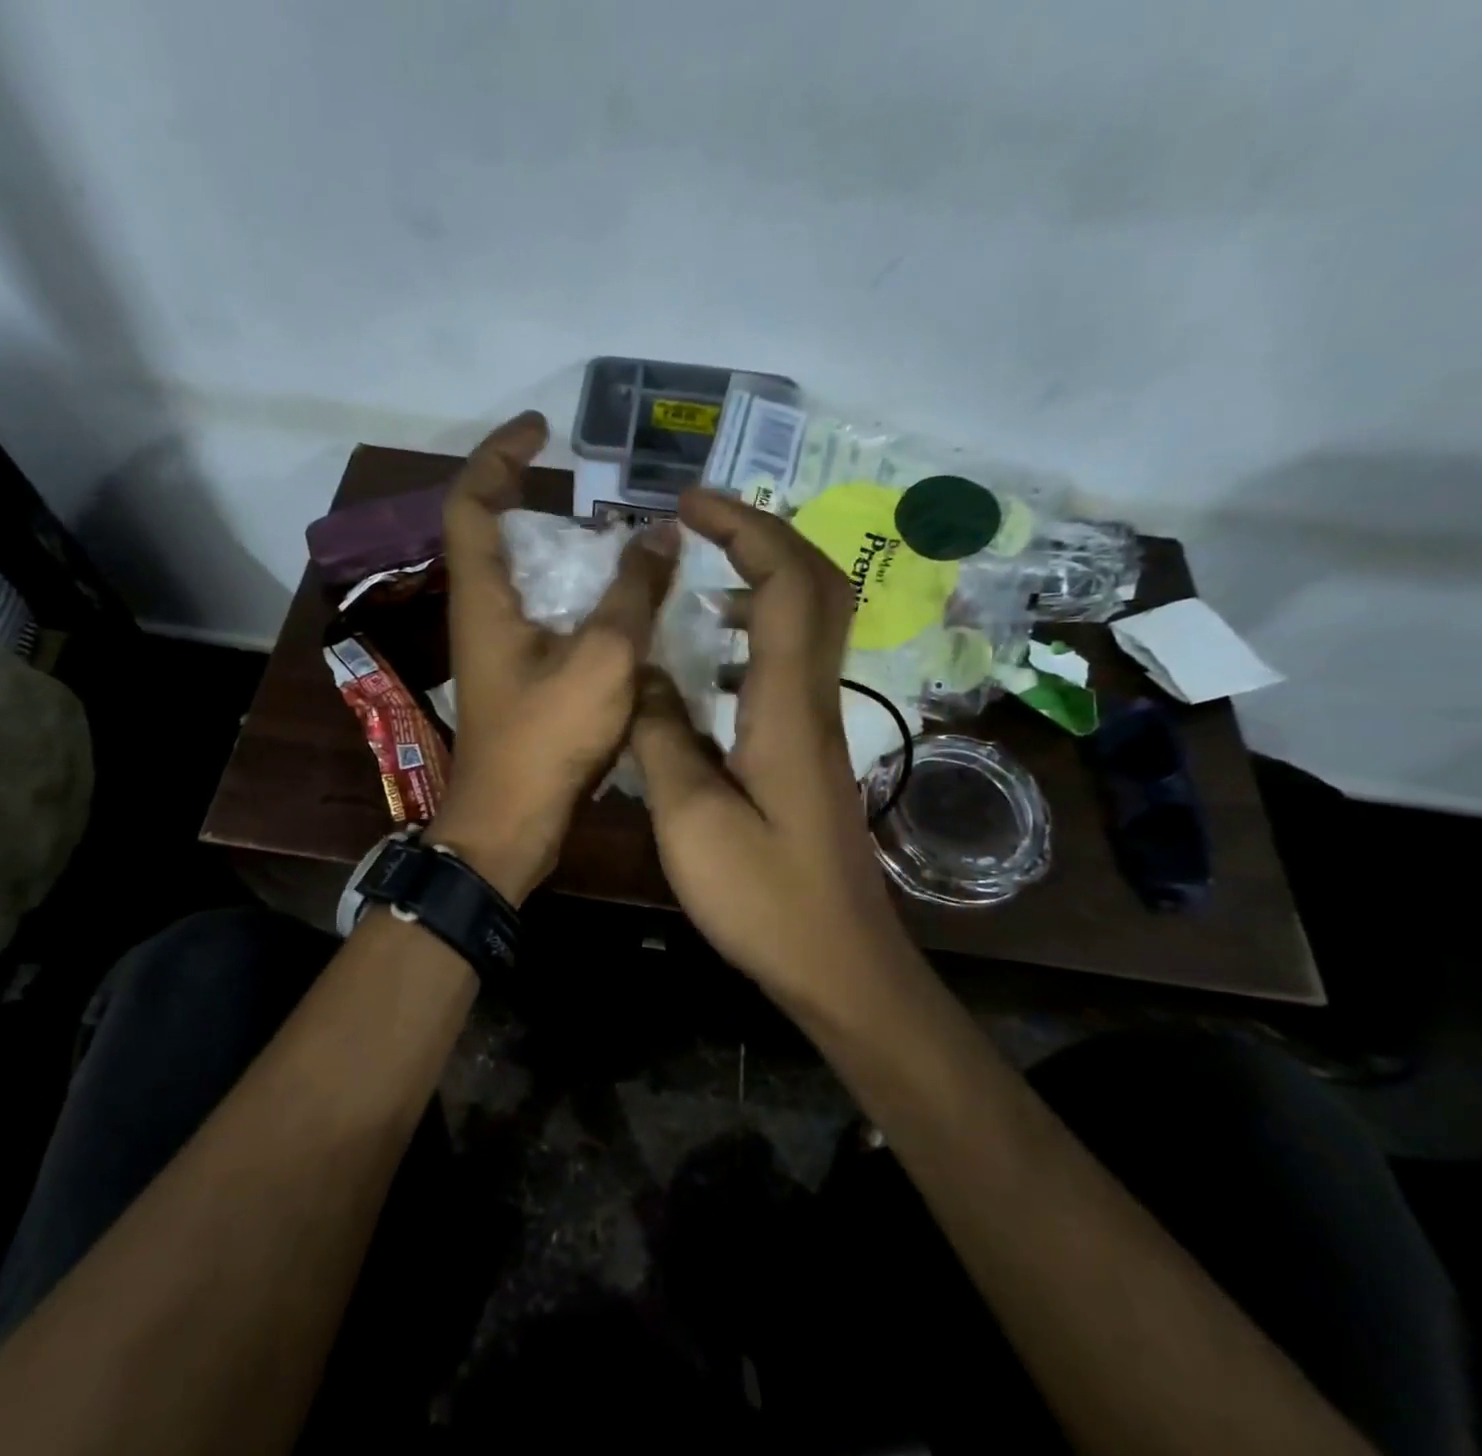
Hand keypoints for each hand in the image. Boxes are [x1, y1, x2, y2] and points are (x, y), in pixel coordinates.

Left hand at [430, 412, 678, 903]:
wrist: (511, 822)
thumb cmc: (546, 740)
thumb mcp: (602, 659)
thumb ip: (633, 593)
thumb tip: (661, 534)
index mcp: (483, 597)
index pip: (473, 501)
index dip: (500, 455)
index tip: (542, 430)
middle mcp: (482, 612)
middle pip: (496, 532)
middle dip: (537, 498)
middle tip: (594, 487)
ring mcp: (499, 646)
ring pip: (525, 576)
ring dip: (565, 550)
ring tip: (622, 538)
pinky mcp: (519, 674)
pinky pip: (545, 614)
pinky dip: (578, 595)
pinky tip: (624, 601)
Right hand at [630, 490, 904, 1011]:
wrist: (838, 964)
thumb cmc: (764, 899)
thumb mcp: (690, 820)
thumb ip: (662, 737)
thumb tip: (643, 676)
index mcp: (786, 706)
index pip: (784, 584)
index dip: (741, 528)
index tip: (687, 503)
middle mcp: (814, 700)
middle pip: (816, 585)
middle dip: (761, 534)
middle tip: (699, 521)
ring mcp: (818, 725)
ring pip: (810, 621)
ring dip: (761, 578)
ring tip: (698, 575)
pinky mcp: (809, 751)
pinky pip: (789, 663)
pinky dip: (754, 631)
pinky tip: (708, 659)